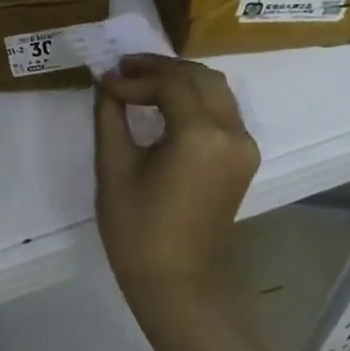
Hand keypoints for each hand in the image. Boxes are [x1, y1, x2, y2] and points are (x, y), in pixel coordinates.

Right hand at [94, 55, 259, 296]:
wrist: (177, 282)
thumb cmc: (138, 229)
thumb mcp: (114, 167)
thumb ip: (111, 116)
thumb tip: (108, 85)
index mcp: (201, 135)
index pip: (170, 83)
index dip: (135, 77)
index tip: (105, 83)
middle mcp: (232, 133)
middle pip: (200, 76)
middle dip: (159, 68)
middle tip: (122, 72)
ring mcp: (244, 146)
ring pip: (216, 89)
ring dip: (179, 80)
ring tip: (139, 83)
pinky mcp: (243, 159)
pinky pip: (222, 111)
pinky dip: (194, 98)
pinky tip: (164, 105)